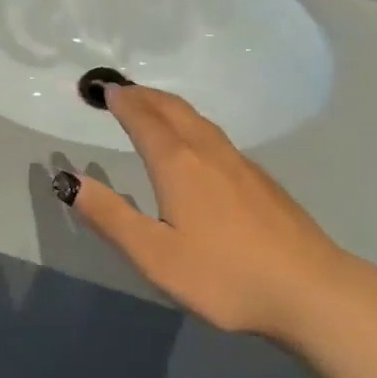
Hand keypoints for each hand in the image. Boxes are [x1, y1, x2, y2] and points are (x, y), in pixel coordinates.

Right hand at [58, 84, 350, 342]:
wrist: (308, 288)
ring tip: (150, 107)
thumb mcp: (155, 256)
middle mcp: (206, 149)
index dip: (121, 101)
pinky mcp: (258, 176)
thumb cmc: (224, 275)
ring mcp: (238, 160)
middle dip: (142, 95)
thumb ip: (110, 216)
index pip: (143, 118)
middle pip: (170, 108)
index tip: (102, 89)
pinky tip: (194, 142)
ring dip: (167, 105)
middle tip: (120, 91)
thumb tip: (68, 179)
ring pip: (195, 118)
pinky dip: (189, 122)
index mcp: (177, 163)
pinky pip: (213, 132)